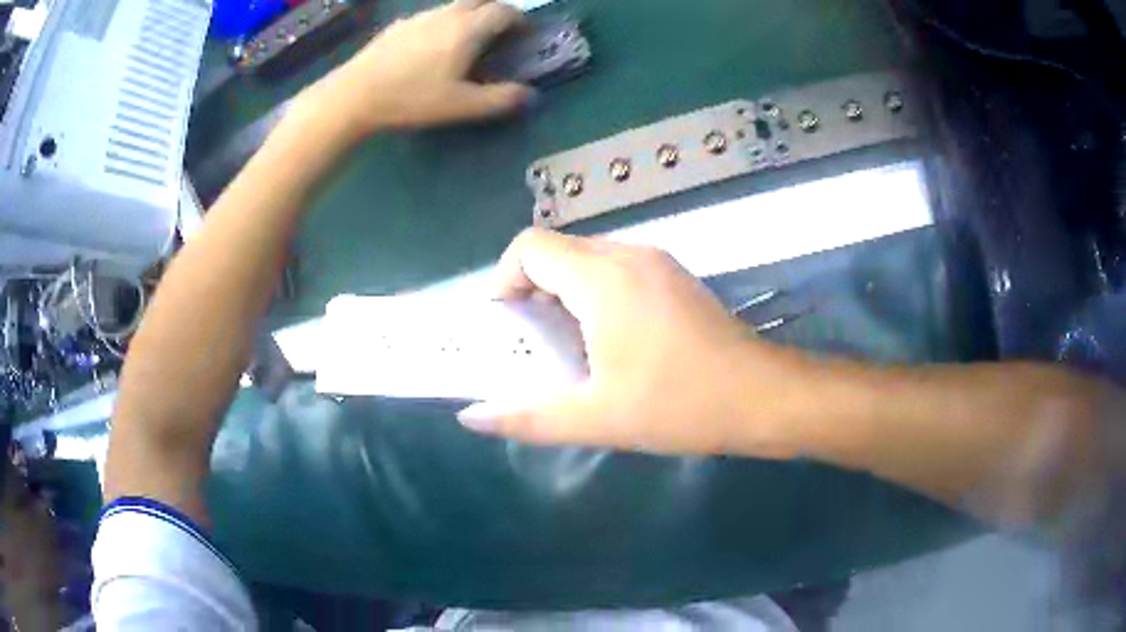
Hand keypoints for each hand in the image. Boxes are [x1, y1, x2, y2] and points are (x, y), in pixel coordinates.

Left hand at [308, 0, 533, 132]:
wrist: (354, 95)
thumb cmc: (412, 99)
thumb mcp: (461, 106)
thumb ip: (500, 99)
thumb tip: (530, 95)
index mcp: (467, 29)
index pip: (503, 11)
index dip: (519, 19)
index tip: (524, 33)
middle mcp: (445, 14)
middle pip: (479, 0)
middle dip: (495, 10)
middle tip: (499, 30)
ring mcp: (418, 17)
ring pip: (453, 6)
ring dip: (468, 15)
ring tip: (466, 39)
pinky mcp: (397, 26)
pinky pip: (429, 16)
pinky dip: (442, 23)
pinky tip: (430, 46)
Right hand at [457, 228, 808, 457]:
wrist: (761, 397)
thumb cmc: (680, 404)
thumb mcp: (597, 418)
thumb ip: (527, 417)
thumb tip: (471, 418)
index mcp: (603, 277)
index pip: (530, 247)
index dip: (505, 280)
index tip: (509, 326)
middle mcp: (629, 254)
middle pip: (557, 252)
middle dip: (533, 292)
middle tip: (535, 346)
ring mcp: (658, 262)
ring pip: (588, 260)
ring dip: (565, 295)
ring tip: (570, 349)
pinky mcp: (675, 277)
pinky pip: (618, 270)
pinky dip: (596, 295)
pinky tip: (612, 343)